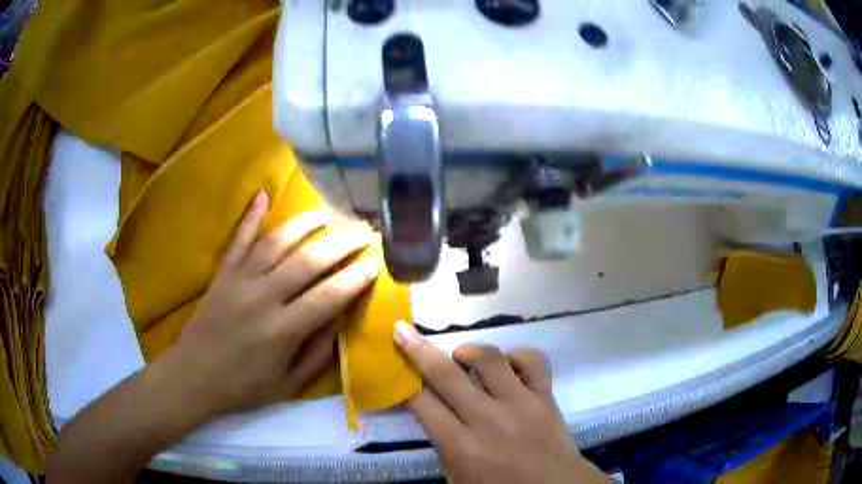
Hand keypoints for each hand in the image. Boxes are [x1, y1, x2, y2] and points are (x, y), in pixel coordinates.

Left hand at [172, 191, 380, 414]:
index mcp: (282, 330)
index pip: (328, 296)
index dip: (355, 277)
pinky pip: (238, 240)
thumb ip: (317, 352)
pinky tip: (262, 195)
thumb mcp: (288, 384)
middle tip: (364, 230)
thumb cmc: (243, 387)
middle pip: (308, 261)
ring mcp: (239, 280)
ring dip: (305, 223)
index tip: (376, 262)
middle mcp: (263, 297)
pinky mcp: (222, 274)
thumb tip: (341, 318)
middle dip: (341, 243)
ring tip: (328, 212)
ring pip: (276, 242)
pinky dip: (250, 217)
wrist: (193, 376)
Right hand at [394, 322, 607, 483]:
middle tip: (403, 331)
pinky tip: (506, 363)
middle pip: (446, 375)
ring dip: (469, 351)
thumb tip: (430, 410)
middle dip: (418, 350)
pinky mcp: (545, 396)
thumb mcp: (457, 478)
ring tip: (461, 356)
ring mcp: (520, 404)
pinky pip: (533, 360)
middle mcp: (488, 420)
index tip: (394, 364)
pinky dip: (516, 354)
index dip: (403, 382)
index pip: (422, 403)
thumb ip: (441, 445)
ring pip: (491, 360)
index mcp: (461, 446)